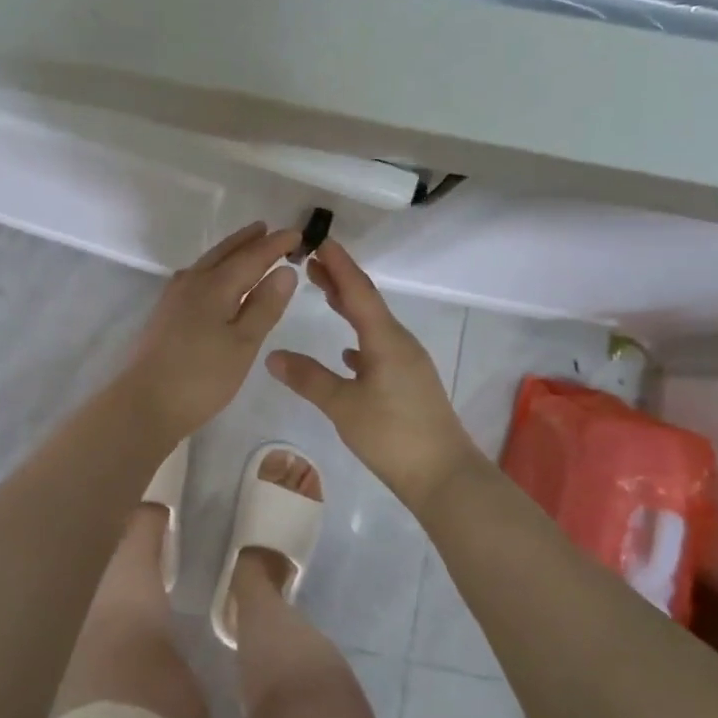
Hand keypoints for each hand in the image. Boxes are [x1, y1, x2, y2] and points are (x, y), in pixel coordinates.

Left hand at [117, 223, 303, 442]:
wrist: (144, 403)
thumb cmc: (201, 377)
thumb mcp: (243, 344)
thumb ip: (264, 306)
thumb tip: (285, 270)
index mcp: (215, 286)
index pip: (251, 257)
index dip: (275, 245)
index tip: (297, 234)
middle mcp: (192, 282)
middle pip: (224, 253)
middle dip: (248, 241)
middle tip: (268, 229)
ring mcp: (173, 298)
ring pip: (207, 263)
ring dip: (229, 252)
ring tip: (246, 247)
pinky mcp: (164, 314)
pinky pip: (195, 277)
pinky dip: (213, 269)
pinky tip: (213, 280)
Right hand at [267, 239, 487, 510]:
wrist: (443, 476)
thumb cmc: (392, 435)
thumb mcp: (343, 406)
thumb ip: (309, 379)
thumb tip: (273, 355)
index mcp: (385, 340)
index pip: (358, 292)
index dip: (339, 265)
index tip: (320, 240)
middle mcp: (400, 344)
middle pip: (366, 303)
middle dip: (339, 280)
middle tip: (310, 261)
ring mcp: (407, 364)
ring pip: (372, 325)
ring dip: (348, 307)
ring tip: (323, 293)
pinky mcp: (409, 384)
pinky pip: (379, 348)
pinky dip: (359, 339)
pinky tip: (347, 351)